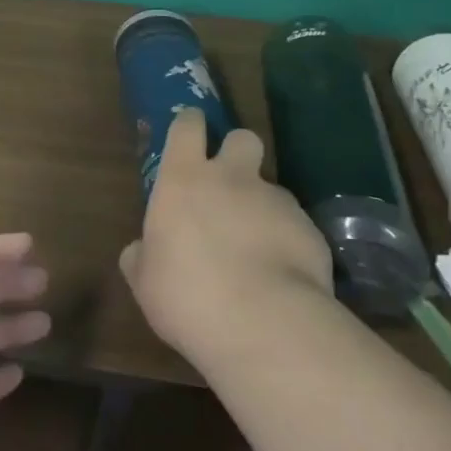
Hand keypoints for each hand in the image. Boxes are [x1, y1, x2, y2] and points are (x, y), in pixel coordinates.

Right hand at [119, 108, 335, 366]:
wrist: (264, 324)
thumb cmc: (188, 295)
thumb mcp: (145, 280)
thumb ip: (142, 256)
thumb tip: (139, 250)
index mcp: (184, 179)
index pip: (187, 126)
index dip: (189, 125)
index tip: (189, 135)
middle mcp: (231, 177)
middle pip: (242, 137)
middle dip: (237, 152)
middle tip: (229, 184)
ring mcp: (276, 200)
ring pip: (271, 187)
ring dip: (263, 206)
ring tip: (258, 247)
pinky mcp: (311, 229)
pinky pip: (297, 225)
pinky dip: (289, 242)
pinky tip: (282, 275)